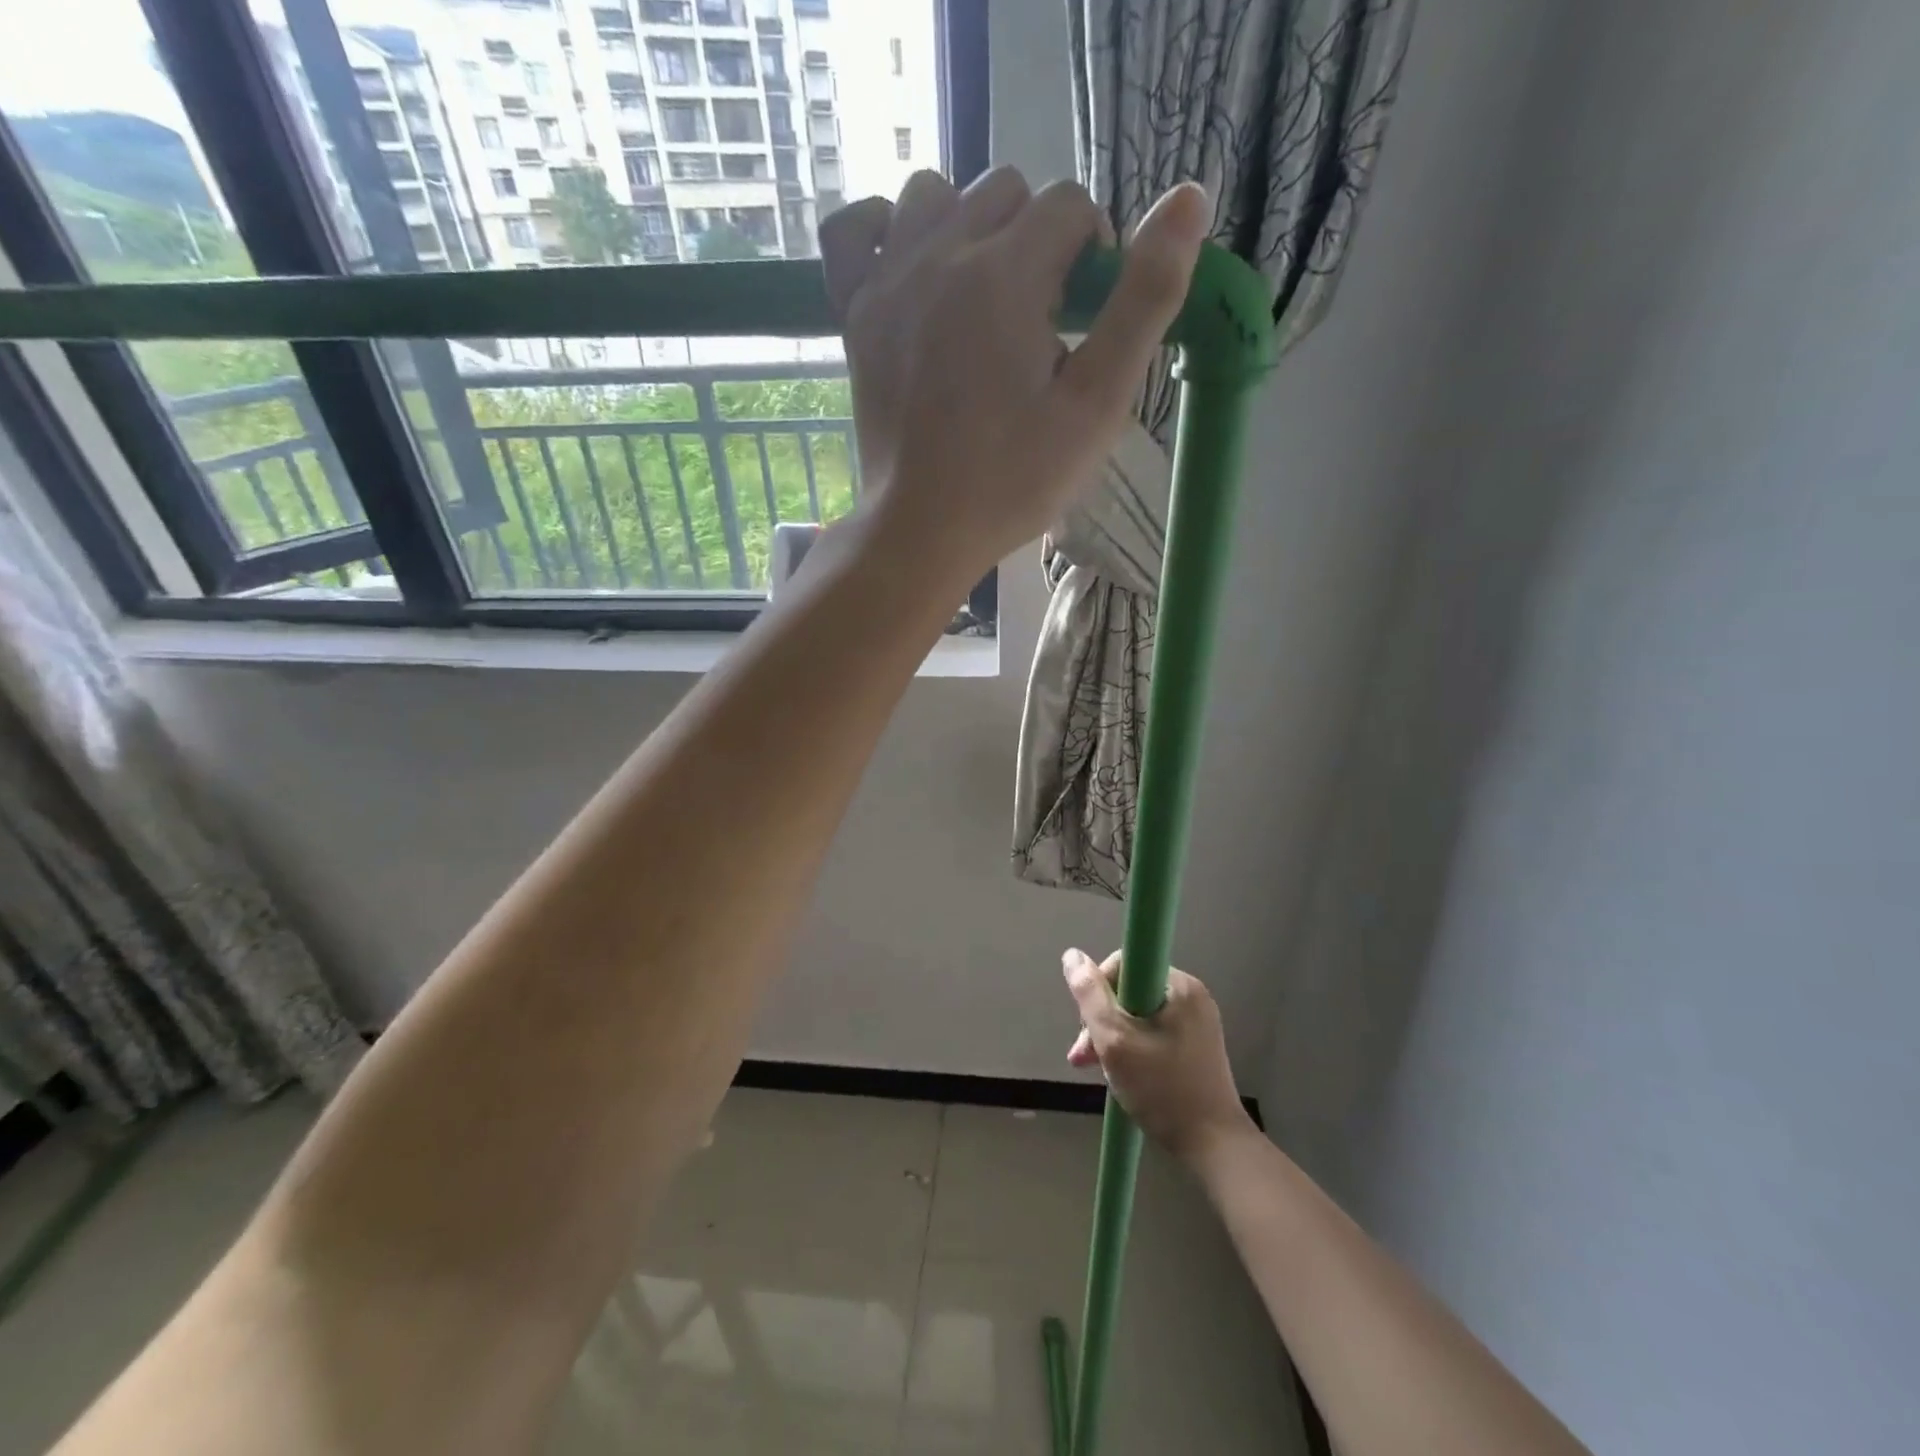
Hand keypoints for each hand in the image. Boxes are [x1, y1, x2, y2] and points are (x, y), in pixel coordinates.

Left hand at [819, 168, 1208, 580]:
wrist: (923, 529)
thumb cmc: (1014, 479)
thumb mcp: (1097, 403)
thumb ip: (1144, 301)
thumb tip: (1189, 200)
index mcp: (1006, 273)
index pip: (1068, 204)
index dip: (1092, 251)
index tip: (1086, 315)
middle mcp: (941, 254)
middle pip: (1005, 192)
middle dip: (1036, 239)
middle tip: (1039, 318)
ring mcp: (888, 281)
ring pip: (933, 195)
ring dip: (969, 226)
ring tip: (983, 295)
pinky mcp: (854, 314)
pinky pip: (852, 231)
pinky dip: (883, 229)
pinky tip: (911, 263)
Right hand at [1062, 948, 1254, 1163]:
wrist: (1215, 1147)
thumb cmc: (1162, 1089)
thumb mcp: (1115, 1040)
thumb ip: (1090, 996)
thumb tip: (1072, 955)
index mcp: (1179, 985)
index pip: (1124, 964)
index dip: (1099, 989)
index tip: (1087, 1024)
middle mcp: (1191, 995)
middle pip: (1130, 991)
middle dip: (1101, 1020)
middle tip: (1084, 1057)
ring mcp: (1197, 1022)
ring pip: (1138, 1015)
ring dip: (1113, 1038)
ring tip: (1096, 1069)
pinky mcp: (1197, 1045)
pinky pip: (1153, 1032)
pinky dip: (1133, 1047)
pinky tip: (1121, 1073)